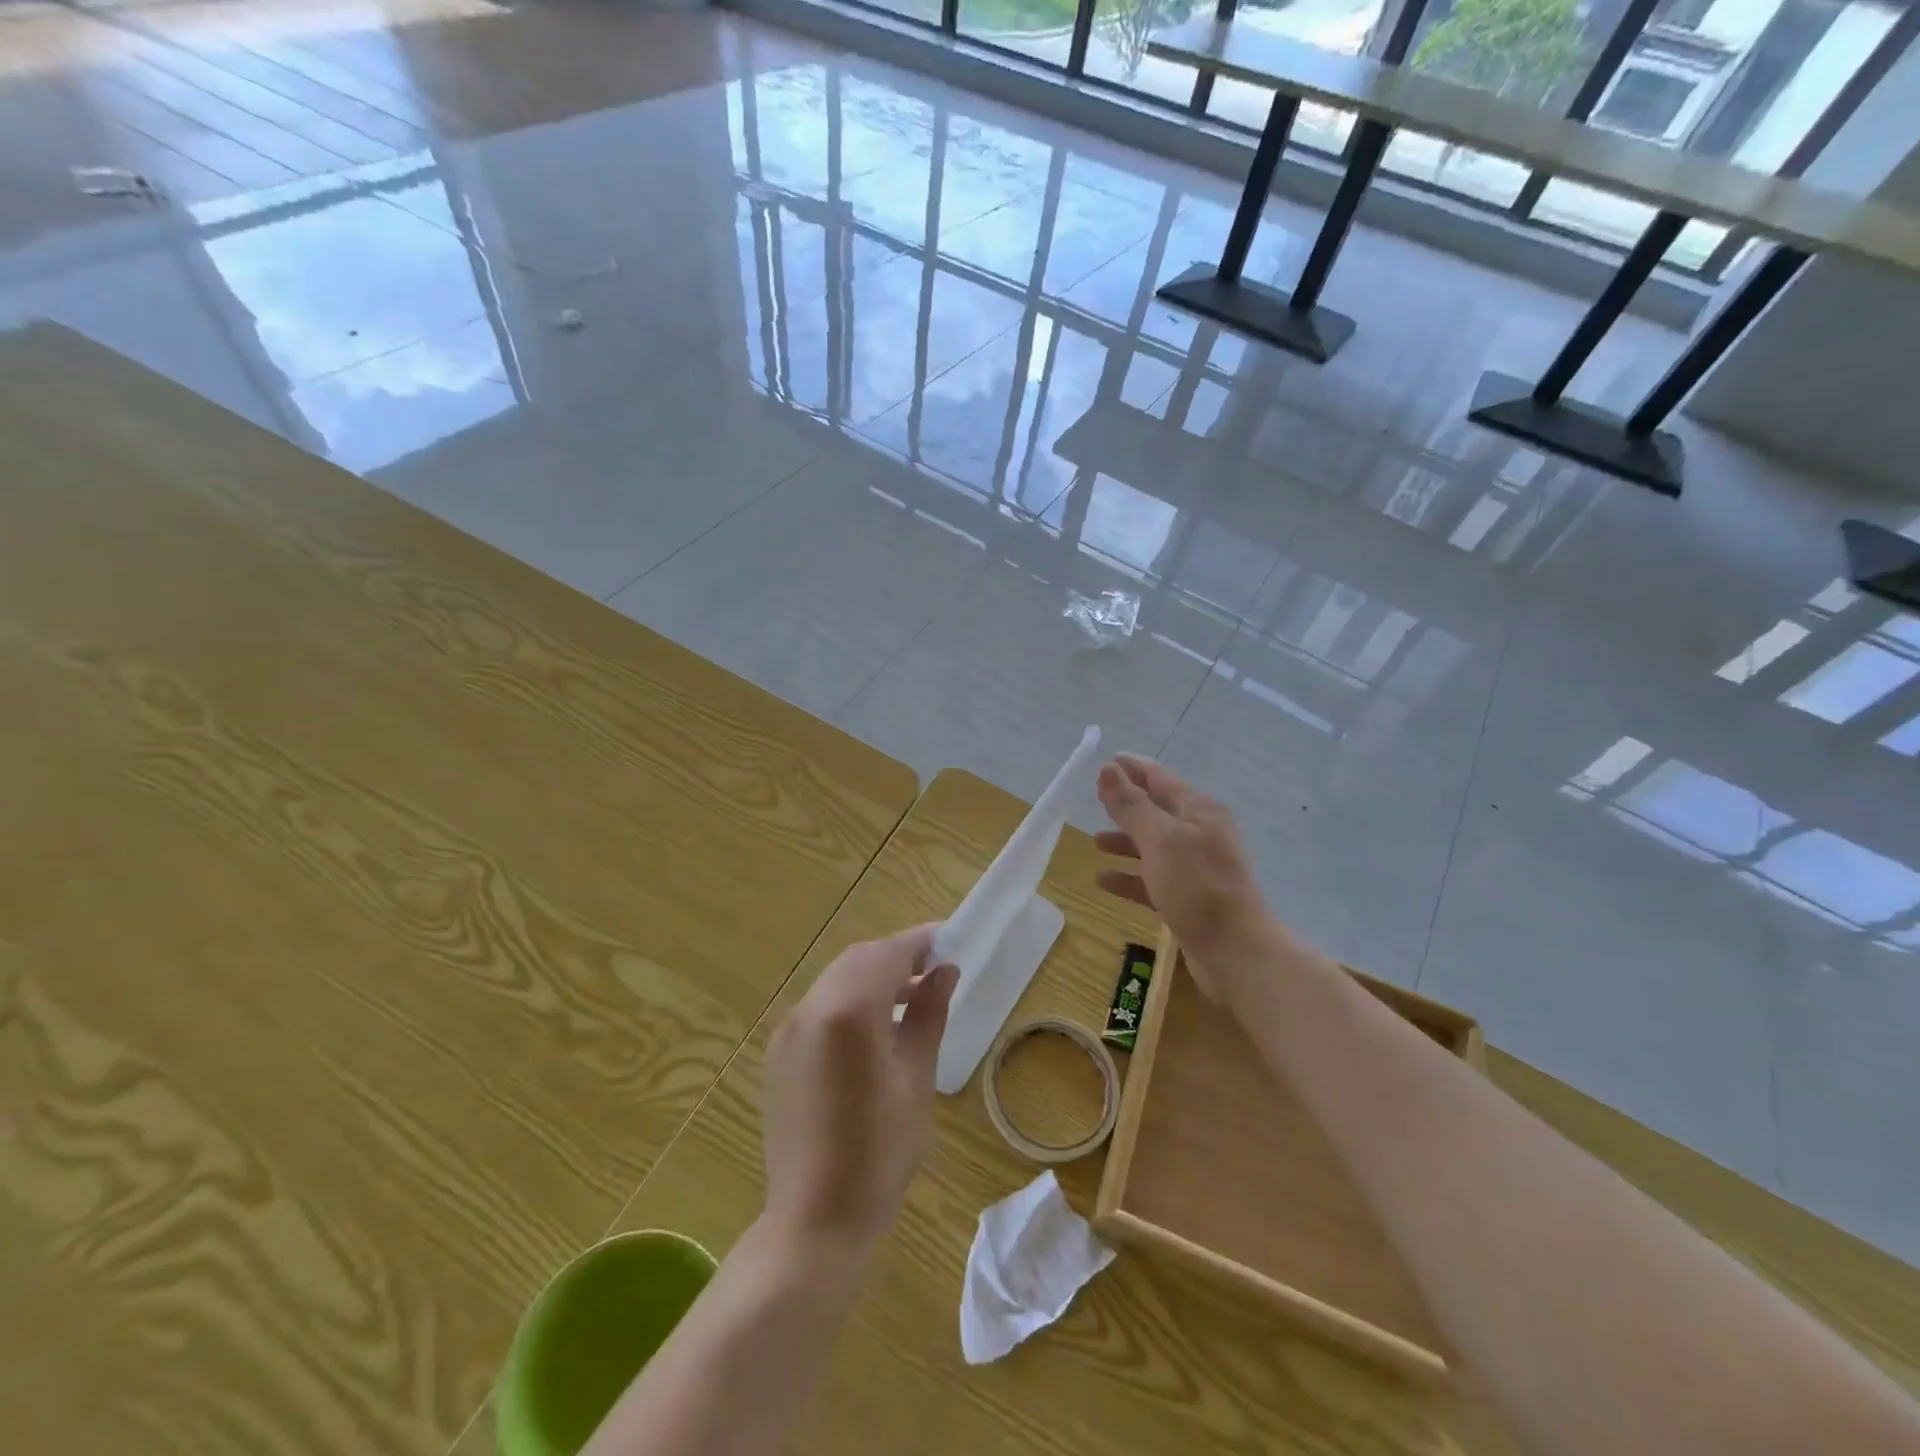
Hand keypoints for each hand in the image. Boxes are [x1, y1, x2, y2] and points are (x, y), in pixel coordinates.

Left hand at [762, 926, 958, 1261]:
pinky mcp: (779, 1052)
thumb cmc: (879, 1154)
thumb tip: (945, 971)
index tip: (949, 938)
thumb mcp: (916, 1080)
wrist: (813, 1221)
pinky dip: (850, 999)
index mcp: (849, 1011)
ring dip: (874, 976)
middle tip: (935, 968)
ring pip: (837, 979)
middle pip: (859, 959)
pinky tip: (876, 1027)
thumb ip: (928, 1016)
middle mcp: (812, 1007)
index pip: (888, 954)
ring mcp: (789, 1029)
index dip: (920, 941)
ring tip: (913, 996)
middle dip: (897, 955)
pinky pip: (820, 1005)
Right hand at [1094, 754, 1272, 970]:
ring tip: (1095, 842)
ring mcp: (1196, 869)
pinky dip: (1130, 877)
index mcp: (1200, 811)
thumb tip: (1108, 769)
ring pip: (1154, 847)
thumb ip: (1131, 805)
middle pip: (1158, 812)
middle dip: (1128, 805)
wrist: (1235, 952)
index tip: (1108, 761)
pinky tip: (1103, 881)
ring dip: (1126, 842)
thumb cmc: (1197, 886)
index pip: (1162, 779)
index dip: (1134, 769)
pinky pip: (1153, 880)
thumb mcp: (1160, 839)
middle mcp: (1201, 835)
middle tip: (1096, 798)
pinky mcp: (1189, 900)